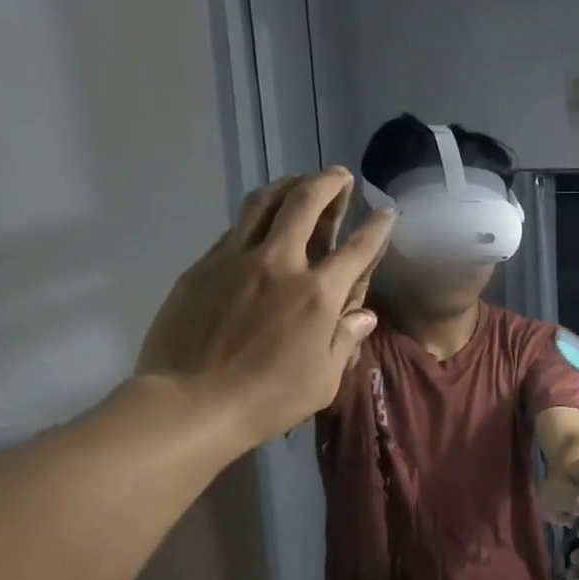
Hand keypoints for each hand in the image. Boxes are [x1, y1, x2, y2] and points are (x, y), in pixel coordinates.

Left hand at [135, 170, 391, 452]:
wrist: (191, 402)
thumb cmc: (268, 399)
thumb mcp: (323, 381)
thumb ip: (344, 340)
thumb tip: (363, 315)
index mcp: (317, 294)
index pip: (356, 249)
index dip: (376, 228)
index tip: (386, 212)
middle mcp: (280, 263)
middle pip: (305, 203)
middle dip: (328, 183)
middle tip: (339, 177)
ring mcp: (236, 259)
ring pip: (263, 203)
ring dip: (287, 186)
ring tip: (299, 183)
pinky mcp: (202, 266)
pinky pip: (235, 228)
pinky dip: (255, 217)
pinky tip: (259, 224)